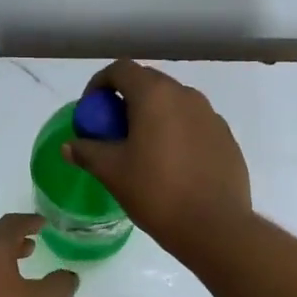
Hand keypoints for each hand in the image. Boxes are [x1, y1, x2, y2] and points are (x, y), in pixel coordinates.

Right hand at [64, 59, 251, 256]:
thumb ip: (88, 152)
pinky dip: (177, 133)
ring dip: (154, 117)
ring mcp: (211, 115)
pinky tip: (172, 165)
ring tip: (142, 150)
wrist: (215, 226)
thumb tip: (70, 146)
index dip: (99, 84)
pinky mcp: (226, 138)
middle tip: (113, 132)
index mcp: (155, 95)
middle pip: (149, 83)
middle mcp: (186, 95)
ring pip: (174, 104)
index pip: (121, 70)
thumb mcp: (112, 173)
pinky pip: (194, 124)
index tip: (91, 111)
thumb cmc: (157, 192)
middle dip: (126, 101)